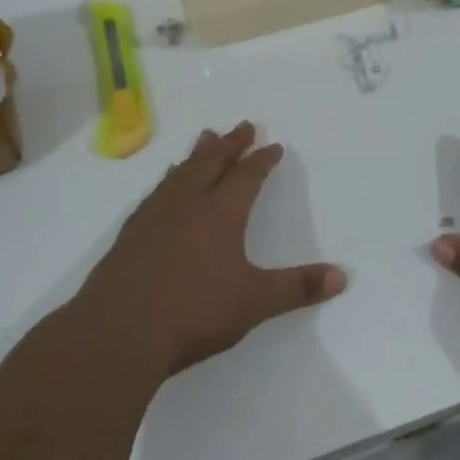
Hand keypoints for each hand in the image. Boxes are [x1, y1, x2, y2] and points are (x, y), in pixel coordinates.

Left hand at [75, 122, 346, 379]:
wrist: (116, 334)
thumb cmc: (193, 313)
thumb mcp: (255, 302)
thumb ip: (298, 288)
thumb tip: (342, 277)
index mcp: (220, 214)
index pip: (246, 177)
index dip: (262, 160)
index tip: (274, 145)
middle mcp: (187, 205)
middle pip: (211, 163)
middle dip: (230, 144)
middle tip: (242, 125)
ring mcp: (154, 217)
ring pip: (180, 173)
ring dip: (197, 154)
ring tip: (205, 139)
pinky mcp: (130, 235)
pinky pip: (157, 192)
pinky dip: (169, 179)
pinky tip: (166, 186)